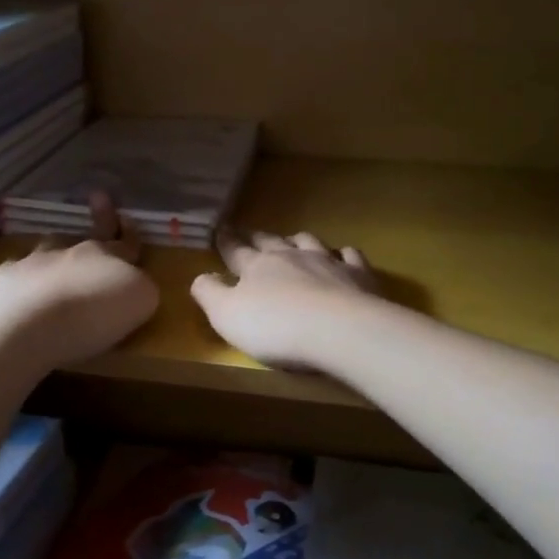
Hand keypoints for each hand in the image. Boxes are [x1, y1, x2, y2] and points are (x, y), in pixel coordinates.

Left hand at [0, 192, 159, 367]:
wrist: (32, 325)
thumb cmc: (94, 315)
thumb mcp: (140, 301)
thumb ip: (141, 288)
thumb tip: (135, 285)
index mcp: (108, 255)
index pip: (126, 242)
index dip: (130, 233)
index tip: (129, 219)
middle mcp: (73, 252)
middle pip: (90, 234)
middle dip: (100, 216)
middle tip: (99, 196)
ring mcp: (36, 261)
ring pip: (50, 246)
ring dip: (57, 248)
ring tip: (56, 252)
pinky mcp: (7, 280)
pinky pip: (17, 271)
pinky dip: (22, 276)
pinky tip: (21, 285)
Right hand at [190, 230, 379, 370]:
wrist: (339, 330)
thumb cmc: (276, 327)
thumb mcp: (226, 316)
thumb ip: (209, 294)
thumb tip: (200, 277)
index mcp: (256, 266)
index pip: (235, 250)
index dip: (225, 241)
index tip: (220, 229)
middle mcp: (290, 256)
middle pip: (270, 242)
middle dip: (257, 237)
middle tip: (249, 233)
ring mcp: (327, 261)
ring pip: (308, 242)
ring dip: (297, 240)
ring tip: (293, 240)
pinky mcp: (358, 275)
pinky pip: (350, 256)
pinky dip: (343, 254)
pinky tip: (343, 255)